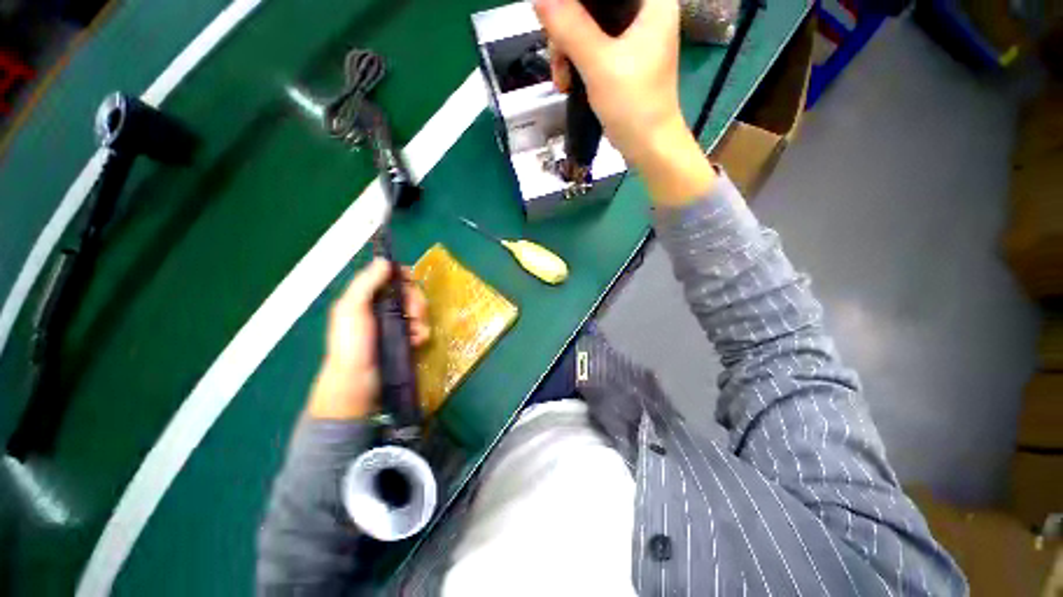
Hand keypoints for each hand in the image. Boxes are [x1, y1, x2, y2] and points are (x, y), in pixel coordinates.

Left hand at [307, 258, 429, 420]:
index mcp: (367, 298)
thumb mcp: (352, 309)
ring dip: (421, 320)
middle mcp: (383, 308)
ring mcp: (396, 325)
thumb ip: (367, 283)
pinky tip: (415, 342)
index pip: (391, 278)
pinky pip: (422, 328)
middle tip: (413, 314)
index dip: (404, 277)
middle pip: (410, 293)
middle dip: (416, 301)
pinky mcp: (407, 340)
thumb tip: (385, 260)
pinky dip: (422, 333)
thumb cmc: (352, 344)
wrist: (358, 384)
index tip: (411, 281)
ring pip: (419, 311)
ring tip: (413, 333)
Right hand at [534, 0, 715, 205]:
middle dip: (567, 29)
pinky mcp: (624, 58)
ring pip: (588, 25)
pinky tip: (567, 82)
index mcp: (651, 1)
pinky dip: (577, 62)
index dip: (577, 2)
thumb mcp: (598, 64)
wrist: (649, 147)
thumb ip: (569, 27)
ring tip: (562, 81)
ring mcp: (633, 37)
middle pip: (594, 4)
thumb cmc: (633, 105)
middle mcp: (644, 11)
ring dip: (567, 50)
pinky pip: (592, 46)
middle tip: (557, 59)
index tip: (557, 21)